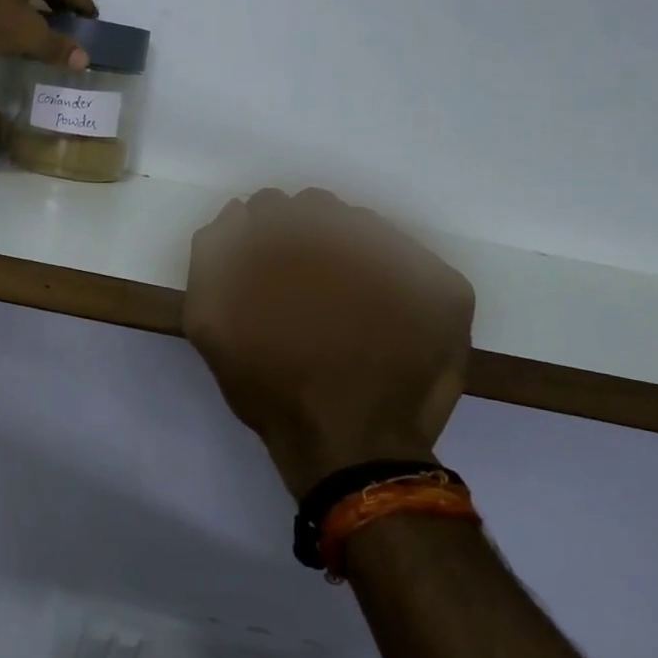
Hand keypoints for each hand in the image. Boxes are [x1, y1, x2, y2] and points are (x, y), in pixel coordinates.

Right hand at [184, 189, 474, 498]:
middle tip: (303, 286)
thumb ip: (211, 258)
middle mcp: (350, 238)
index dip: (264, 235)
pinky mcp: (446, 291)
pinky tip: (380, 314)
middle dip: (303, 236)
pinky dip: (392, 274)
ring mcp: (406, 261)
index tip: (267, 268)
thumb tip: (234, 213)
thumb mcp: (211, 326)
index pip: (272, 207)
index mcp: (292, 242)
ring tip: (342, 302)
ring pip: (364, 227)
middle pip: (318, 208)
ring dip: (346, 250)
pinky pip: (412, 258)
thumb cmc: (274, 390)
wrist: (350, 450)